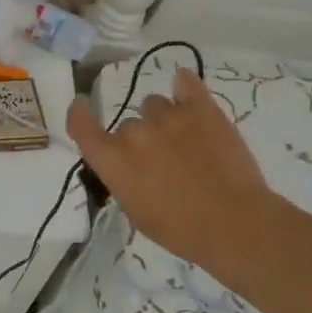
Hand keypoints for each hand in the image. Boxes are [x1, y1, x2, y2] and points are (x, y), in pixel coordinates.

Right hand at [67, 68, 278, 274]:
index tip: (82, 104)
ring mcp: (167, 116)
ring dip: (164, 120)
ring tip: (187, 142)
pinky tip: (186, 90)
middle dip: (141, 140)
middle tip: (163, 162)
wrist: (232, 222)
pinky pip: (185, 82)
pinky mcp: (201, 108)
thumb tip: (130, 164)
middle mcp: (134, 133)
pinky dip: (184, 86)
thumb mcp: (136, 211)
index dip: (79, 115)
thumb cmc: (179, 229)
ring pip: (155, 105)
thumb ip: (124, 179)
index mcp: (113, 161)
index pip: (83, 128)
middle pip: (130, 125)